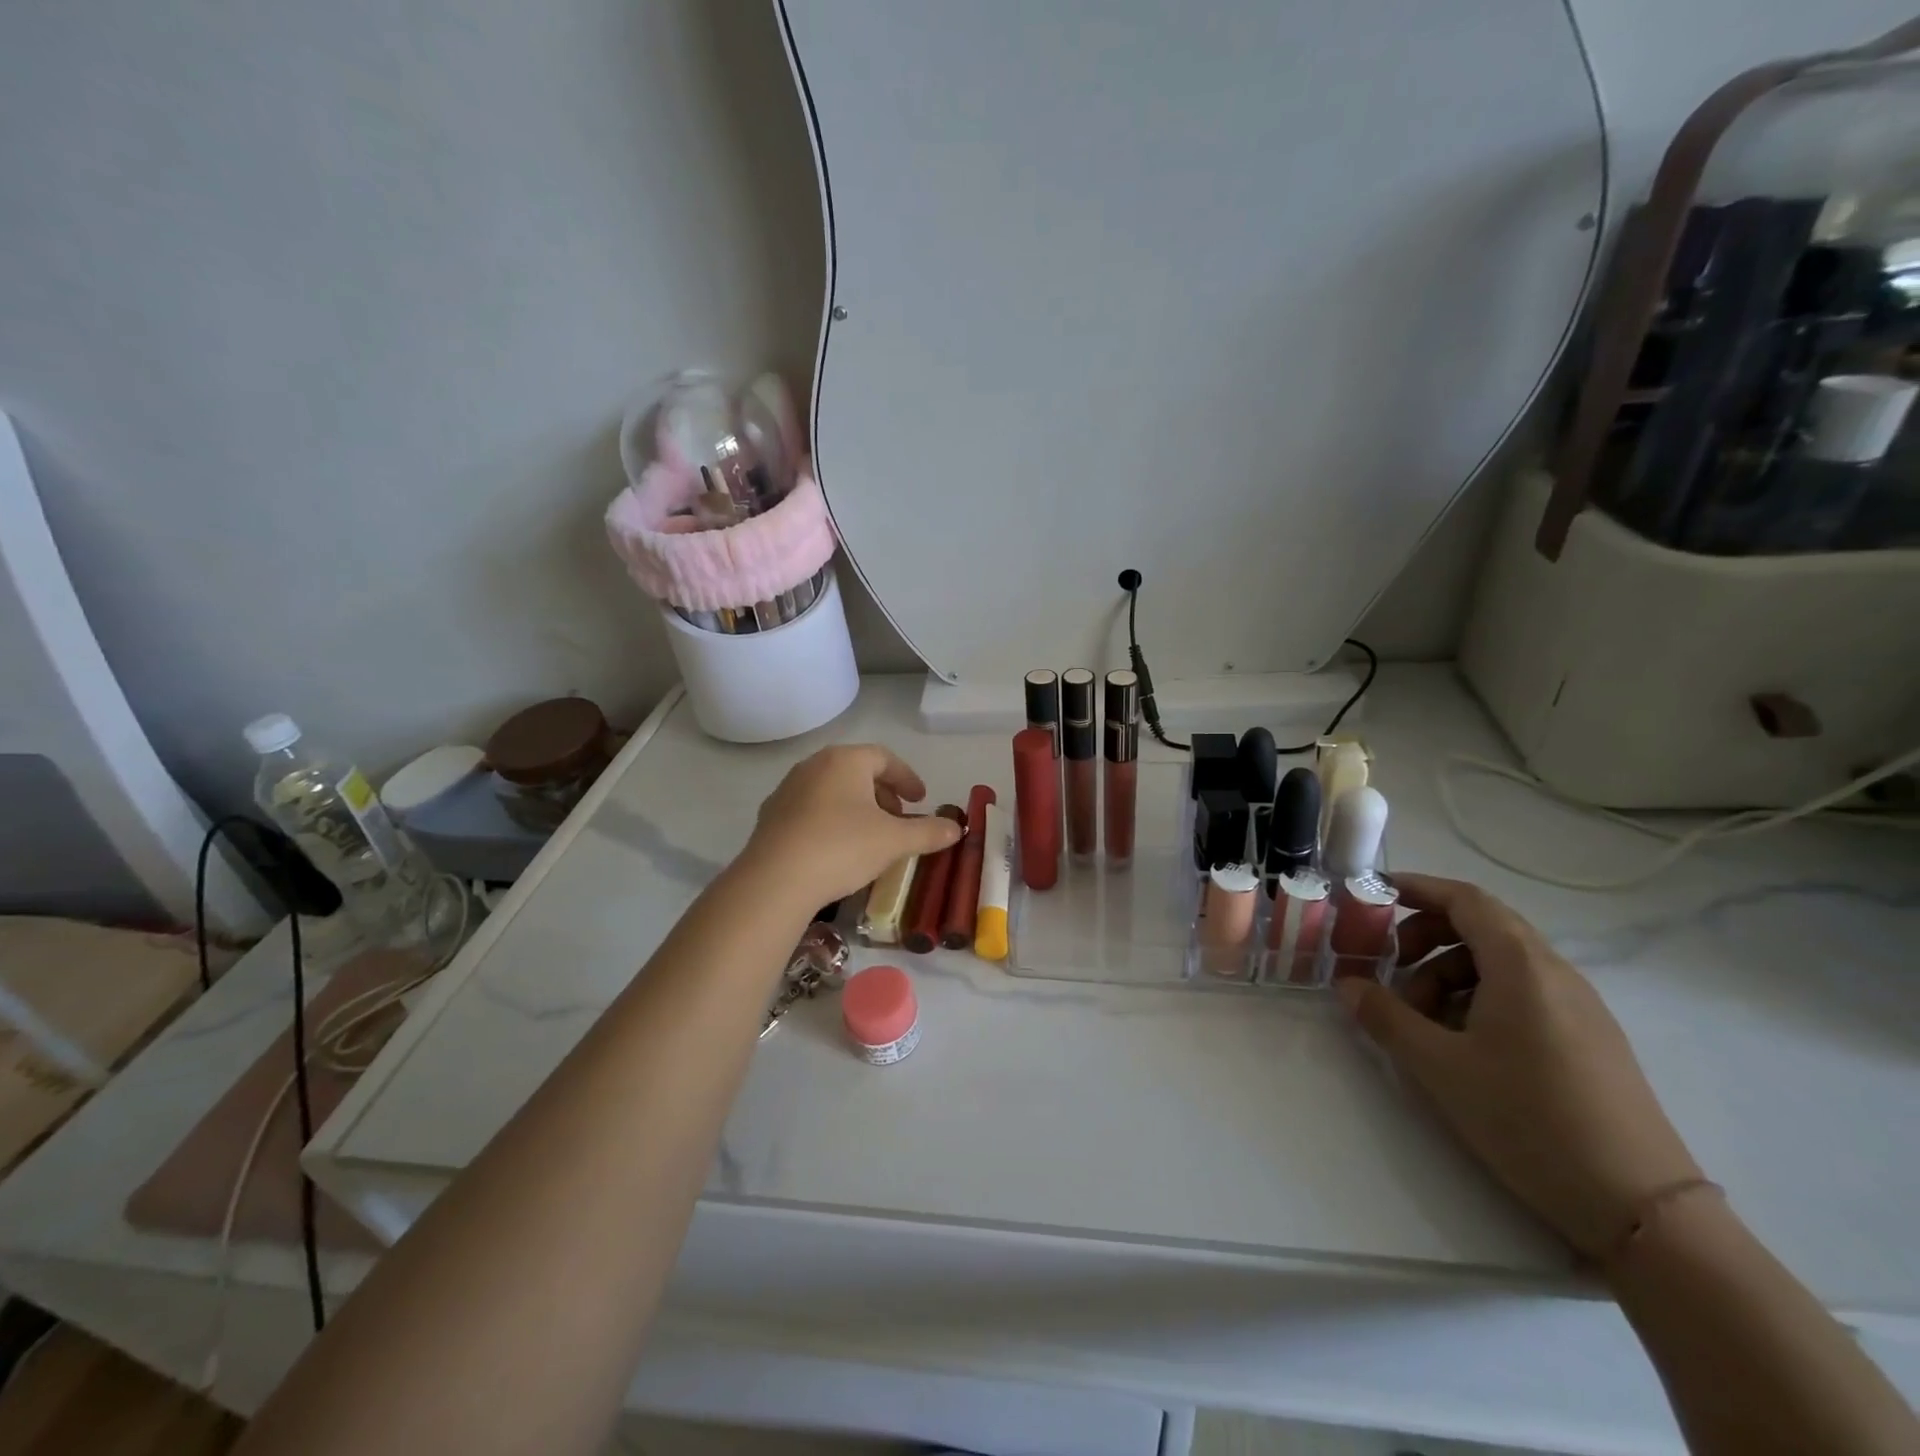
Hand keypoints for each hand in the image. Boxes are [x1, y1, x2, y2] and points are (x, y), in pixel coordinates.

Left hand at [739, 744, 963, 907]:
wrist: (775, 880)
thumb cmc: (842, 847)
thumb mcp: (894, 841)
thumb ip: (928, 832)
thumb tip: (956, 828)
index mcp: (845, 760)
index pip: (884, 758)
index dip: (907, 778)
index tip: (921, 800)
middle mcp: (814, 765)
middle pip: (857, 771)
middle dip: (883, 793)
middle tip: (899, 819)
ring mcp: (787, 789)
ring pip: (832, 790)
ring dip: (857, 807)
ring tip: (870, 835)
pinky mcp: (771, 816)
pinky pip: (810, 809)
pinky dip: (831, 820)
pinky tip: (837, 849)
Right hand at [1338, 872, 1703, 1258]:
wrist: (1642, 1208)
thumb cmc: (1530, 1120)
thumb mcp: (1440, 1067)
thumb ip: (1386, 1017)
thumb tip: (1347, 984)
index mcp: (1522, 966)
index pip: (1465, 899)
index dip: (1417, 888)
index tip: (1373, 894)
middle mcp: (1555, 973)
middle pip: (1481, 926)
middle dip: (1425, 936)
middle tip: (1389, 965)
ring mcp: (1579, 1007)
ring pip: (1500, 963)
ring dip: (1448, 973)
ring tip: (1421, 1019)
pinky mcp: (1589, 1039)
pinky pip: (1523, 993)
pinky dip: (1479, 997)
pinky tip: (1462, 1043)